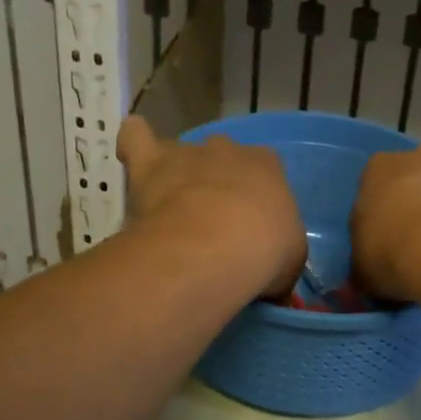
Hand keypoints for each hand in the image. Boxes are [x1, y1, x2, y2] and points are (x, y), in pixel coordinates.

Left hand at [116, 115, 306, 298]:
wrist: (214, 247)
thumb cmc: (263, 252)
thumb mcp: (289, 262)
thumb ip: (279, 258)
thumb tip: (273, 283)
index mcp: (267, 166)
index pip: (265, 169)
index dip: (255, 197)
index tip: (249, 227)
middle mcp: (228, 150)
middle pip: (221, 158)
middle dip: (215, 183)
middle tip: (209, 224)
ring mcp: (187, 153)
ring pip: (179, 152)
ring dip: (175, 174)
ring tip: (167, 207)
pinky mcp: (150, 161)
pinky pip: (136, 137)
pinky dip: (133, 142)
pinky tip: (131, 157)